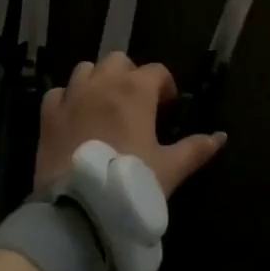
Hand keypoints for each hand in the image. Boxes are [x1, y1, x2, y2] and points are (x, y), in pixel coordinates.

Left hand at [35, 53, 227, 196]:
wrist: (79, 209)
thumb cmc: (131, 184)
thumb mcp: (170, 169)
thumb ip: (196, 149)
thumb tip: (221, 137)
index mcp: (136, 90)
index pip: (156, 71)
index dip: (165, 87)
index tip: (167, 109)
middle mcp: (104, 83)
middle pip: (118, 61)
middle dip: (129, 76)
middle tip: (136, 104)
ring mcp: (72, 96)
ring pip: (86, 69)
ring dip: (97, 81)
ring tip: (103, 106)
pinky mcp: (48, 115)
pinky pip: (58, 93)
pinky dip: (67, 99)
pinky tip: (74, 118)